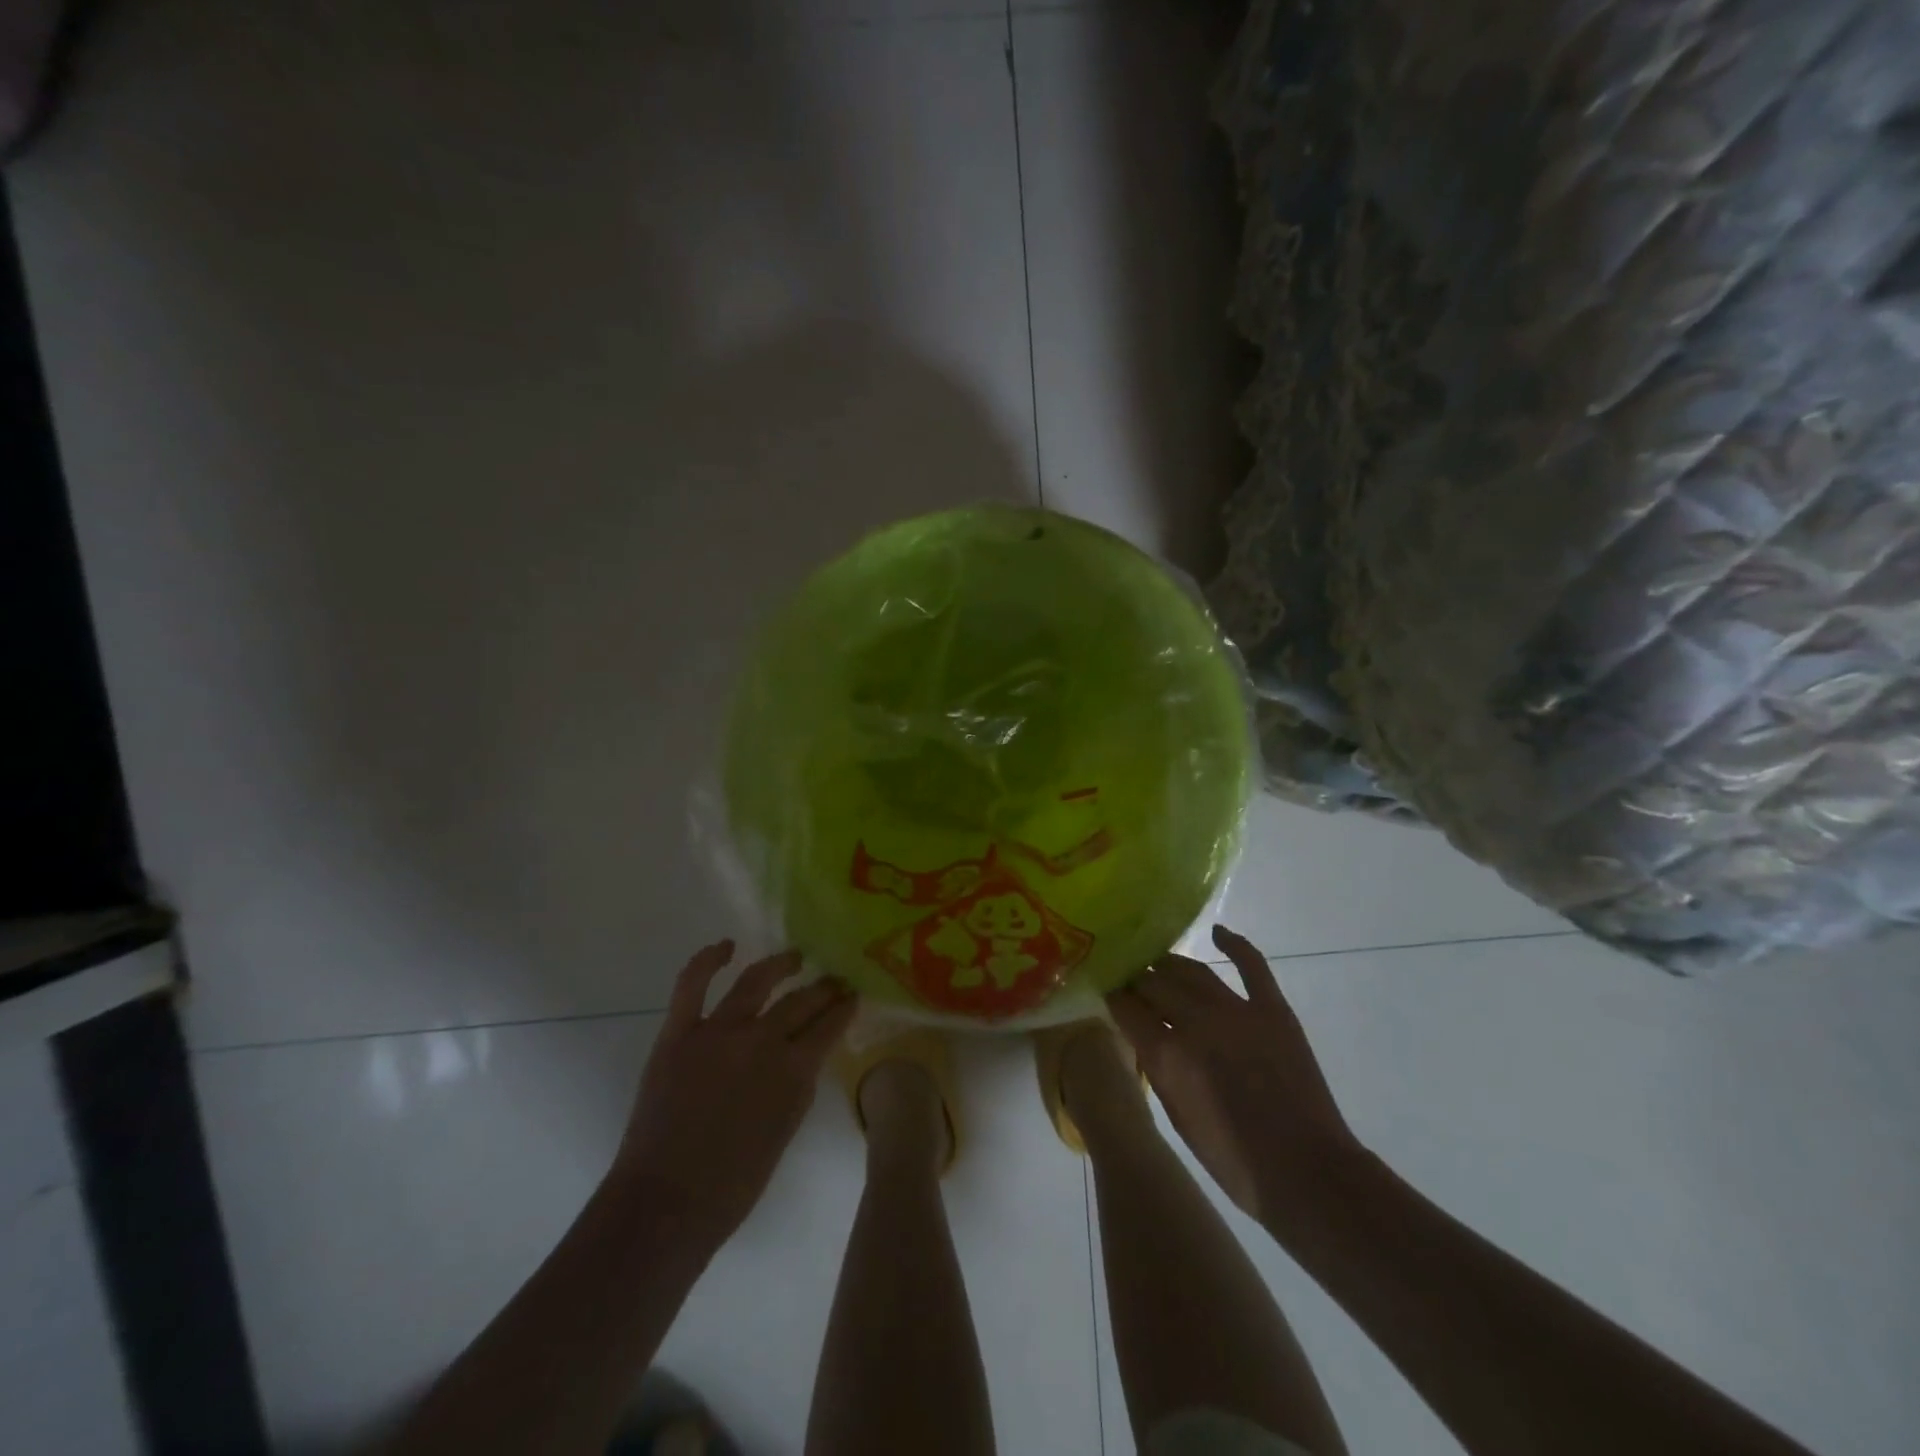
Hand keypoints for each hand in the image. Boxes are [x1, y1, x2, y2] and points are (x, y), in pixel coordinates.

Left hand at [615, 941, 855, 1247]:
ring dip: (780, 965)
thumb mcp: (785, 1131)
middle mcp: (762, 1040)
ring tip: (794, 957)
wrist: (666, 1204)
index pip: (829, 1025)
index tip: (853, 996)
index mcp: (794, 1071)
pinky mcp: (679, 1033)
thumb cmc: (733, 1184)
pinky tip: (726, 947)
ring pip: (756, 982)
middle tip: (834, 979)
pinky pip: (692, 984)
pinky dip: (708, 959)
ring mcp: (718, 1031)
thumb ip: (797, 1086)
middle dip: (824, 988)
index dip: (844, 1008)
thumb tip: (804, 1055)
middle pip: (801, 1001)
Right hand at [1106, 924, 1359, 1222]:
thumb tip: (1144, 1036)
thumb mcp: (1177, 1116)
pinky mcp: (1273, 1010)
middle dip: (1137, 978)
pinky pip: (1251, 965)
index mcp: (1166, 1054)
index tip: (1108, 990)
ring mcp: (1236, 1011)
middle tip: (1131, 978)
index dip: (1113, 995)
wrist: (1305, 1172)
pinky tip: (1218, 933)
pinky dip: (1235, 944)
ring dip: (1170, 964)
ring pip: (1192, 971)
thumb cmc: (1233, 1160)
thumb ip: (1157, 1068)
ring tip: (1159, 962)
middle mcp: (1195, 1022)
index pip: (1125, 1006)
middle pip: (1153, 983)